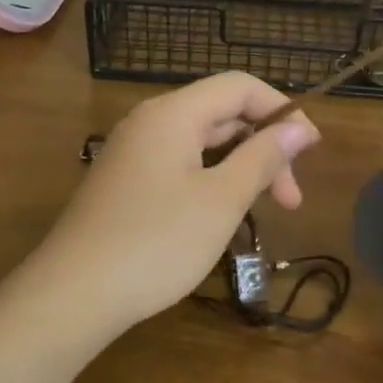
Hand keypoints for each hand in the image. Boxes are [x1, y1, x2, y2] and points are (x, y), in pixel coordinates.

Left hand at [36, 73, 320, 333]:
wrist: (72, 295)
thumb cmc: (156, 242)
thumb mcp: (222, 199)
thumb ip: (263, 157)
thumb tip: (298, 127)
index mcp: (173, 114)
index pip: (239, 86)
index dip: (281, 110)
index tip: (311, 150)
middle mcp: (150, 122)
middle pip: (222, 115)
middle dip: (264, 148)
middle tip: (292, 200)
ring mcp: (133, 153)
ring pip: (202, 144)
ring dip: (241, 168)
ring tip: (264, 210)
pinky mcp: (125, 183)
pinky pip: (180, 166)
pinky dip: (212, 181)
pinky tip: (222, 216)